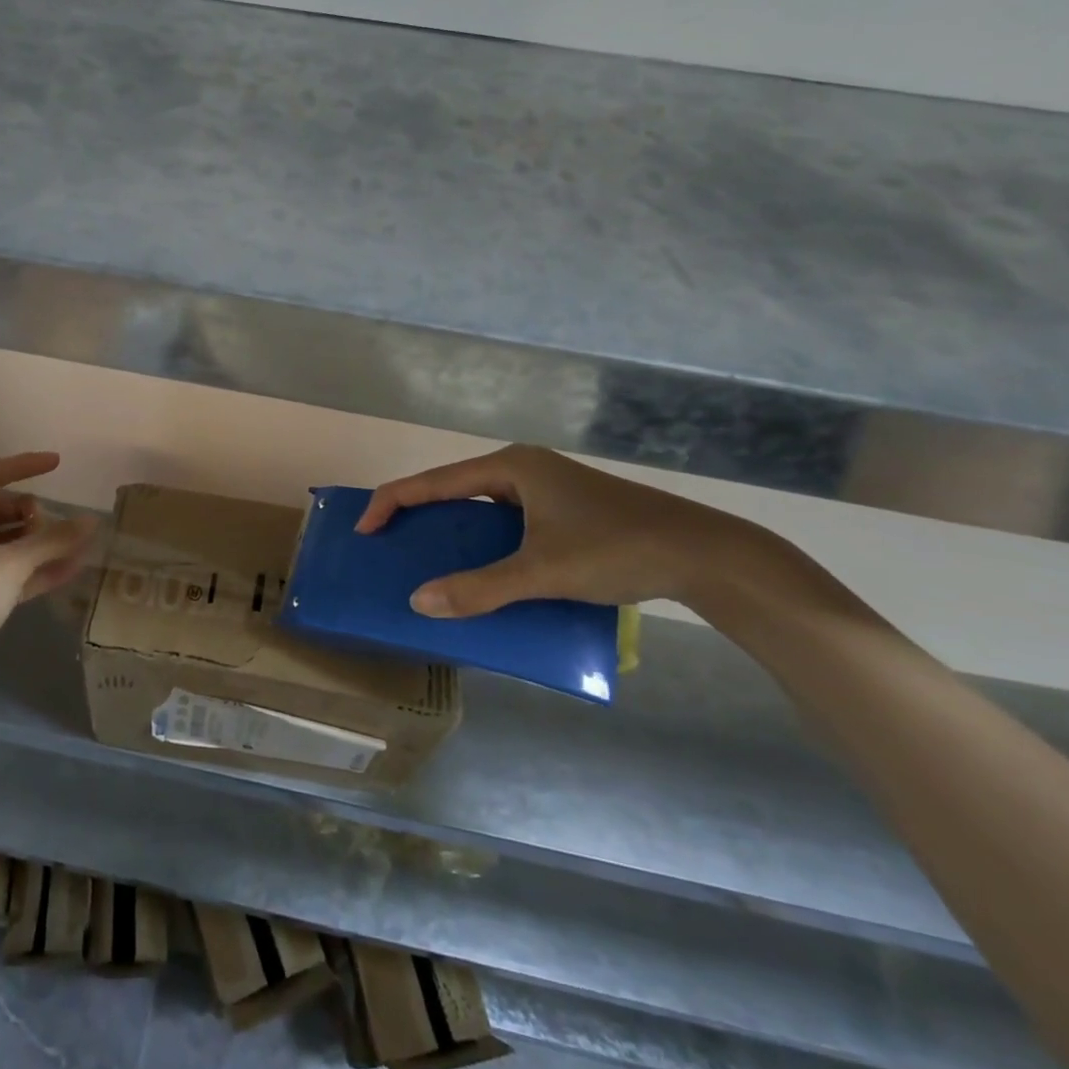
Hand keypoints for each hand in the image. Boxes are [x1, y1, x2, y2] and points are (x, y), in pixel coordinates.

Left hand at [0, 452, 94, 713]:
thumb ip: (53, 539)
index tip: (55, 463)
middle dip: (30, 512)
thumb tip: (91, 520)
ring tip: (76, 543)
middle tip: (54, 521)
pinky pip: (17, 576)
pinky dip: (41, 570)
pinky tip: (73, 569)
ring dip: (41, 543)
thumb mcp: (11, 562)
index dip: (21, 466)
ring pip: (10, 546)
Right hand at [357, 445, 785, 618]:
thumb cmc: (616, 549)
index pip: (433, 480)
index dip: (392, 502)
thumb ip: (480, 588)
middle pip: (455, 489)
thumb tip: (418, 602)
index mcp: (510, 466)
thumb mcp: (542, 572)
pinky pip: (508, 522)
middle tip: (392, 548)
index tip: (364, 531)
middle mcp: (524, 468)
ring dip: (456, 533)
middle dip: (421, 517)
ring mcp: (547, 488)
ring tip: (431, 562)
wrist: (704, 555)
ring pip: (483, 508)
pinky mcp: (566, 510)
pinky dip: (487, 543)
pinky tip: (487, 571)